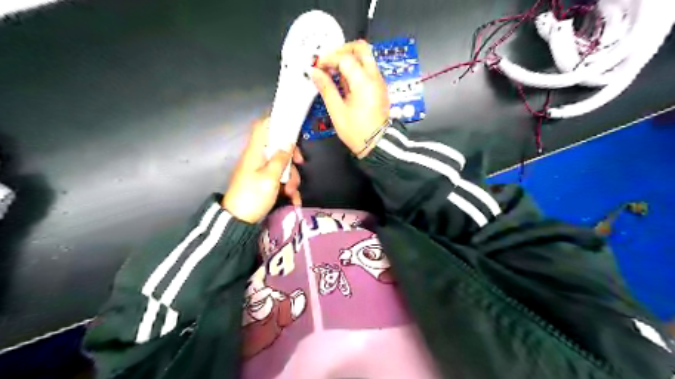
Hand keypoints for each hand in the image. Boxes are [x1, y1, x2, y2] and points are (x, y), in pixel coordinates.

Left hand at [223, 118, 302, 222]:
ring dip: (292, 178)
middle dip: (292, 158)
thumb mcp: (270, 177)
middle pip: (279, 148)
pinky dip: (288, 188)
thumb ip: (281, 159)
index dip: (276, 121)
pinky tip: (293, 199)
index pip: (262, 126)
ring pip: (283, 166)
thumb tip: (288, 143)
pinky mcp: (265, 183)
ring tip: (291, 193)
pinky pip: (281, 179)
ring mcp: (261, 171)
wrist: (239, 221)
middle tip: (299, 164)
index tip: (292, 126)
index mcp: (255, 151)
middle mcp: (258, 158)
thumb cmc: (253, 196)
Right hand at [310, 39, 390, 157]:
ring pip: (365, 58)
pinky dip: (355, 69)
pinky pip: (367, 70)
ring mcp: (379, 82)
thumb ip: (326, 88)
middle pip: (361, 48)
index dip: (328, 58)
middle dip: (343, 50)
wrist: (377, 145)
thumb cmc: (357, 131)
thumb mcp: (337, 111)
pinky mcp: (379, 88)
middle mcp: (375, 77)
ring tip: (333, 73)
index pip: (345, 58)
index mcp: (364, 82)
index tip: (317, 66)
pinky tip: (343, 82)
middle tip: (329, 61)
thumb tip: (314, 72)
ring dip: (348, 59)